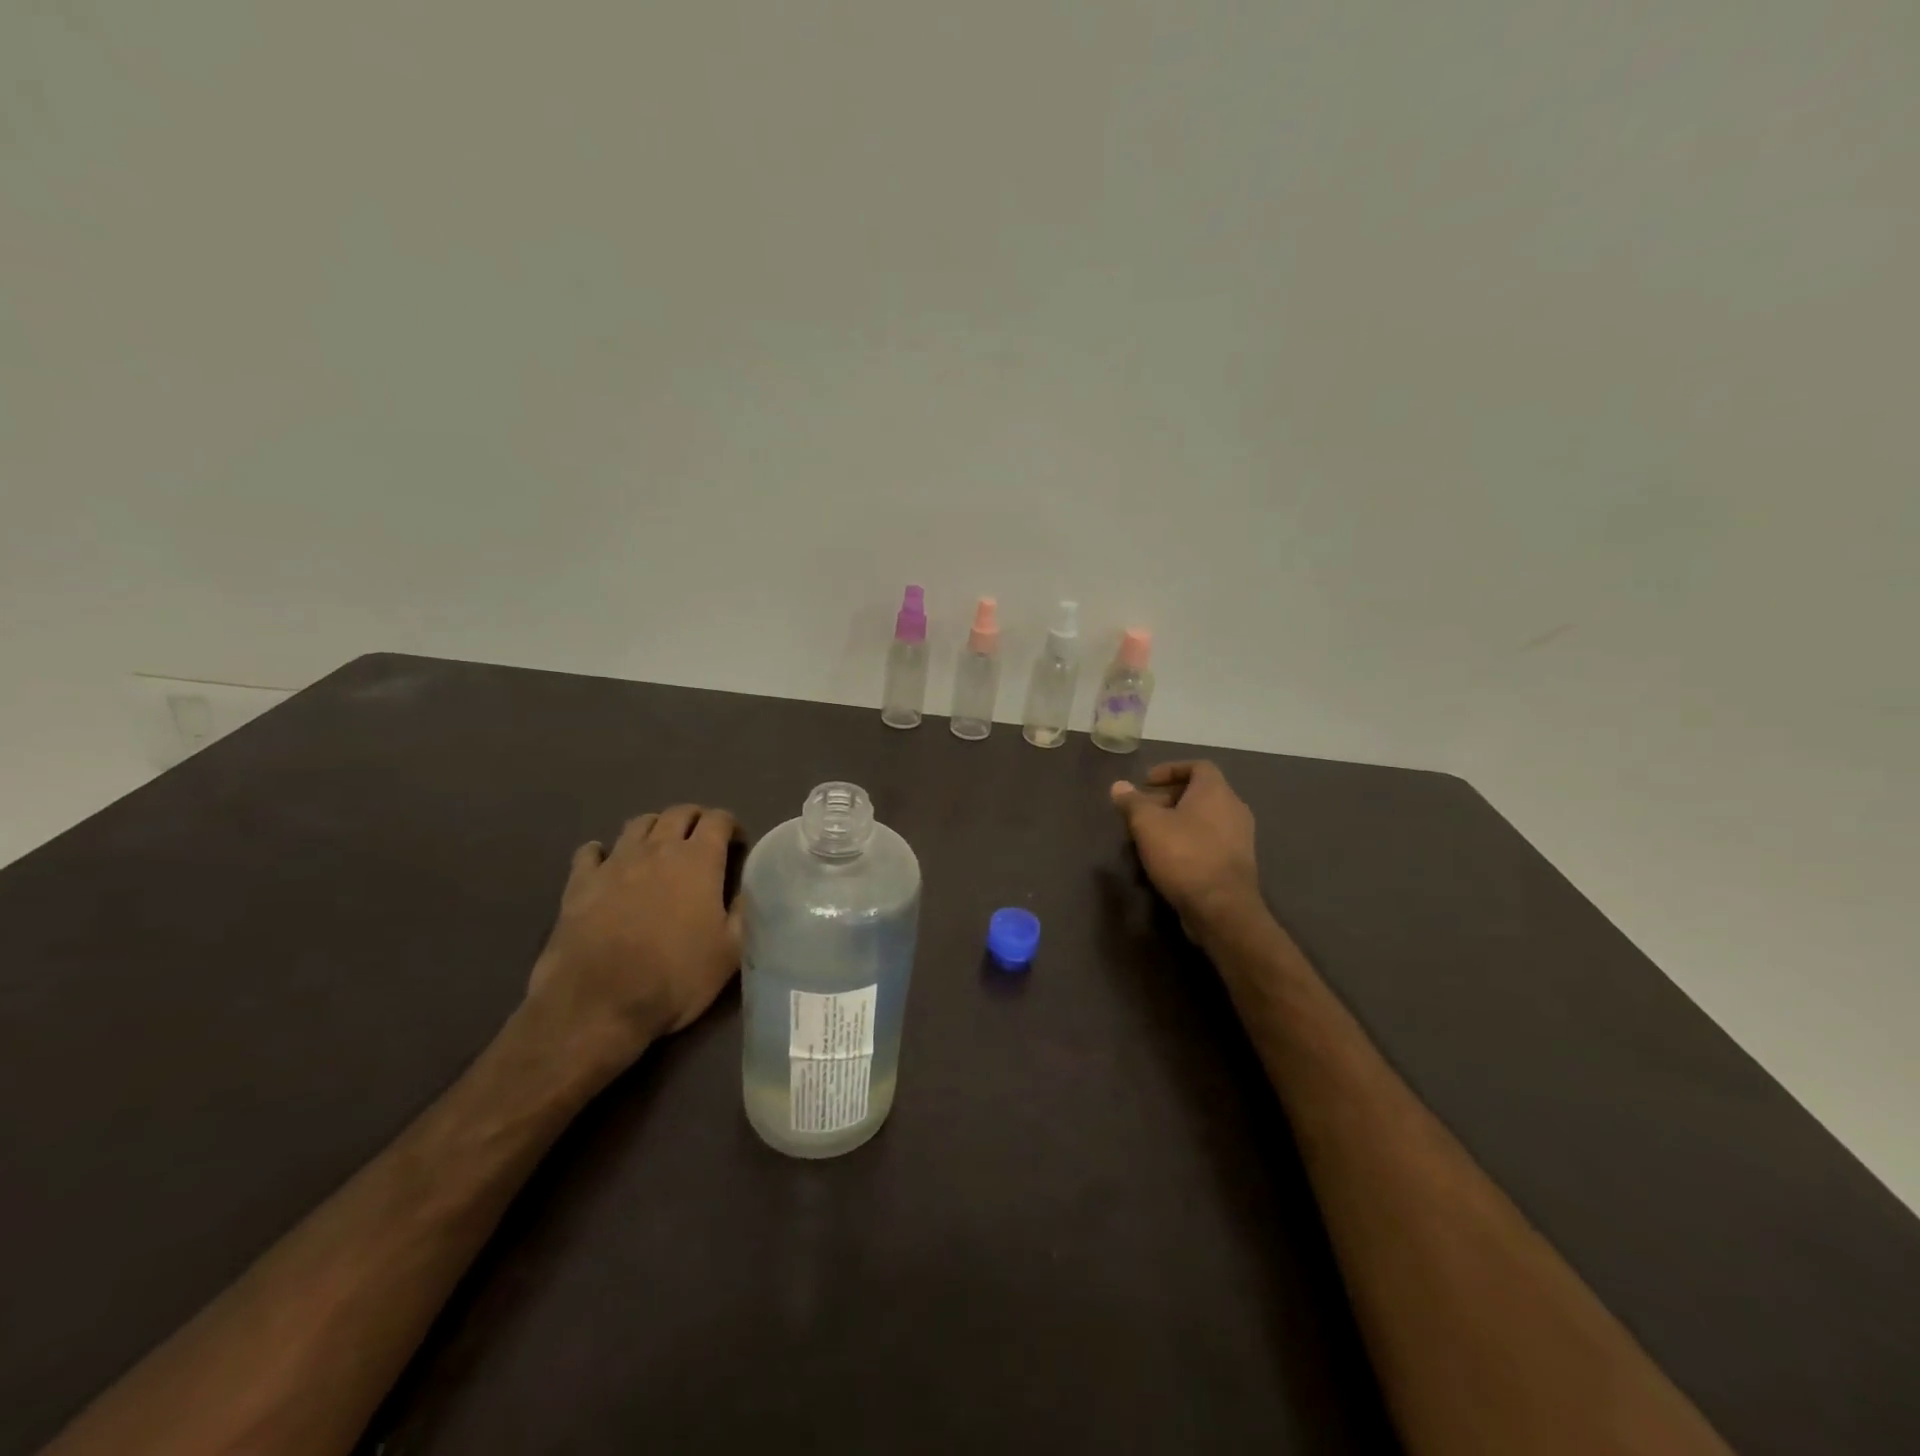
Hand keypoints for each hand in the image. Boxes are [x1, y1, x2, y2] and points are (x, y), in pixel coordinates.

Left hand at [527, 805, 741, 1066]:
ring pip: (638, 824)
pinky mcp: (580, 883)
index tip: (736, 844)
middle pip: (678, 813)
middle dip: (695, 819)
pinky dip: (603, 852)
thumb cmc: (675, 978)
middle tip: (702, 840)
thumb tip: (746, 889)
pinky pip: (591, 852)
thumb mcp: (730, 952)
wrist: (598, 1006)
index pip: (718, 819)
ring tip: (660, 848)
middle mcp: (657, 849)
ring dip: (655, 828)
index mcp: (698, 861)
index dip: (730, 826)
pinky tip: (607, 865)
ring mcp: (615, 863)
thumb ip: (742, 912)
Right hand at [1111, 761, 1263, 938]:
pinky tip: (1168, 857)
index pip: (1198, 766)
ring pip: (1204, 818)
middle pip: (1199, 793)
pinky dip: (1189, 840)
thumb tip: (1119, 786)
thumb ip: (1132, 802)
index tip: (1146, 782)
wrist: (1222, 907)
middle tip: (1142, 810)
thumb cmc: (1184, 855)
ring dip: (1177, 821)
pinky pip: (1210, 840)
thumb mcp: (1147, 825)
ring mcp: (1240, 837)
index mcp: (1215, 791)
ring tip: (1150, 835)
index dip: (1170, 770)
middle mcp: (1234, 808)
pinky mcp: (1237, 862)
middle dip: (1168, 798)